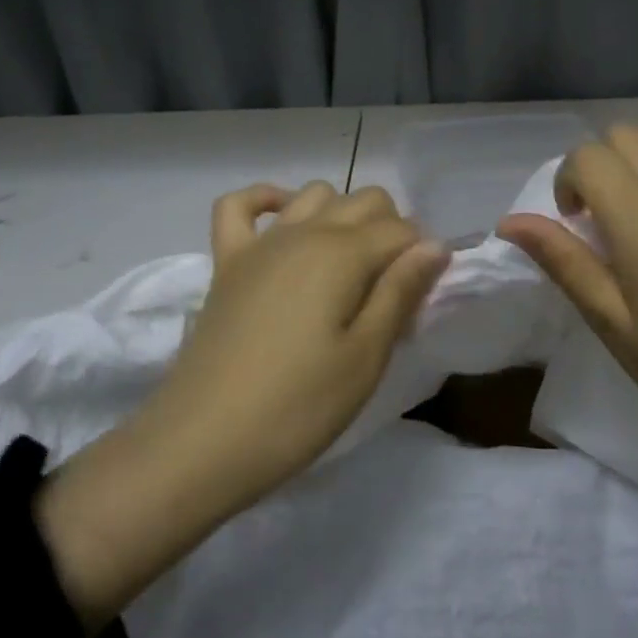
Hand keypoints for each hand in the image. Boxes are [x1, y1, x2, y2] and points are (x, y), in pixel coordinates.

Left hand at [38, 180, 447, 630]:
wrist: (202, 443)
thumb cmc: (298, 407)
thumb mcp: (366, 357)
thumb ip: (401, 292)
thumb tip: (435, 244)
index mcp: (343, 253)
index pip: (402, 230)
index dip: (421, 258)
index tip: (419, 301)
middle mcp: (304, 232)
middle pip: (364, 201)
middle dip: (390, 231)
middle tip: (389, 289)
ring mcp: (260, 243)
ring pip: (315, 194)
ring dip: (341, 214)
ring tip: (347, 265)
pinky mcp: (226, 262)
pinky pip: (240, 205)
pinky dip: (266, 200)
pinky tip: (284, 222)